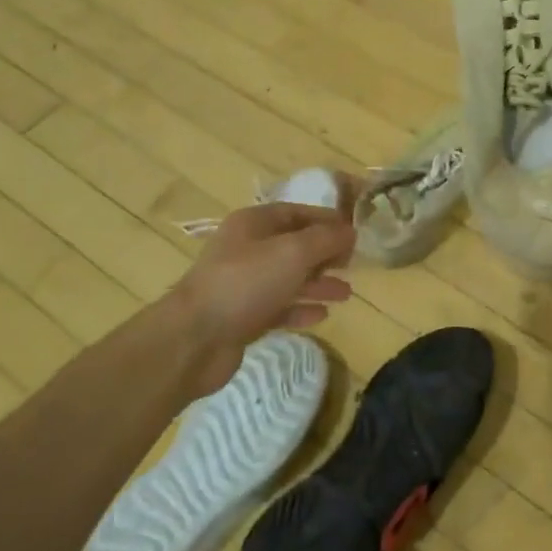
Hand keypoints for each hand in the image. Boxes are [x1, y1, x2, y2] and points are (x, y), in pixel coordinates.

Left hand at [169, 202, 355, 394]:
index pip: (296, 212)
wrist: (196, 338)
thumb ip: (325, 239)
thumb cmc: (245, 283)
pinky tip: (323, 315)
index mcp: (253, 224)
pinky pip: (279, 308)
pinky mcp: (243, 317)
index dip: (326, 220)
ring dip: (318, 283)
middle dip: (324, 254)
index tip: (355, 233)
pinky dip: (300, 309)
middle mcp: (247, 249)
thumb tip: (350, 231)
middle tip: (353, 264)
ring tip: (346, 294)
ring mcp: (243, 285)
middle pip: (293, 246)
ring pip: (288, 278)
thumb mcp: (292, 252)